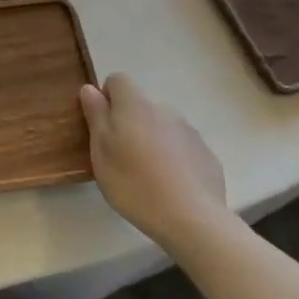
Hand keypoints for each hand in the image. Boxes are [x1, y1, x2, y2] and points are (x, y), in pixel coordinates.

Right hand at [79, 73, 233, 256]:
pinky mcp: (207, 155)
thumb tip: (90, 88)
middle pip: (140, 106)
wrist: (191, 219)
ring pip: (163, 127)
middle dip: (130, 123)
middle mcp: (164, 110)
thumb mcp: (100, 151)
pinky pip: (183, 148)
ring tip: (147, 176)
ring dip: (152, 141)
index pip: (118, 80)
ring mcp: (190, 132)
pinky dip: (174, 159)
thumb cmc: (134, 182)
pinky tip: (171, 187)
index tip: (102, 126)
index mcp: (135, 105)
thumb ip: (96, 115)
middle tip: (121, 157)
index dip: (107, 98)